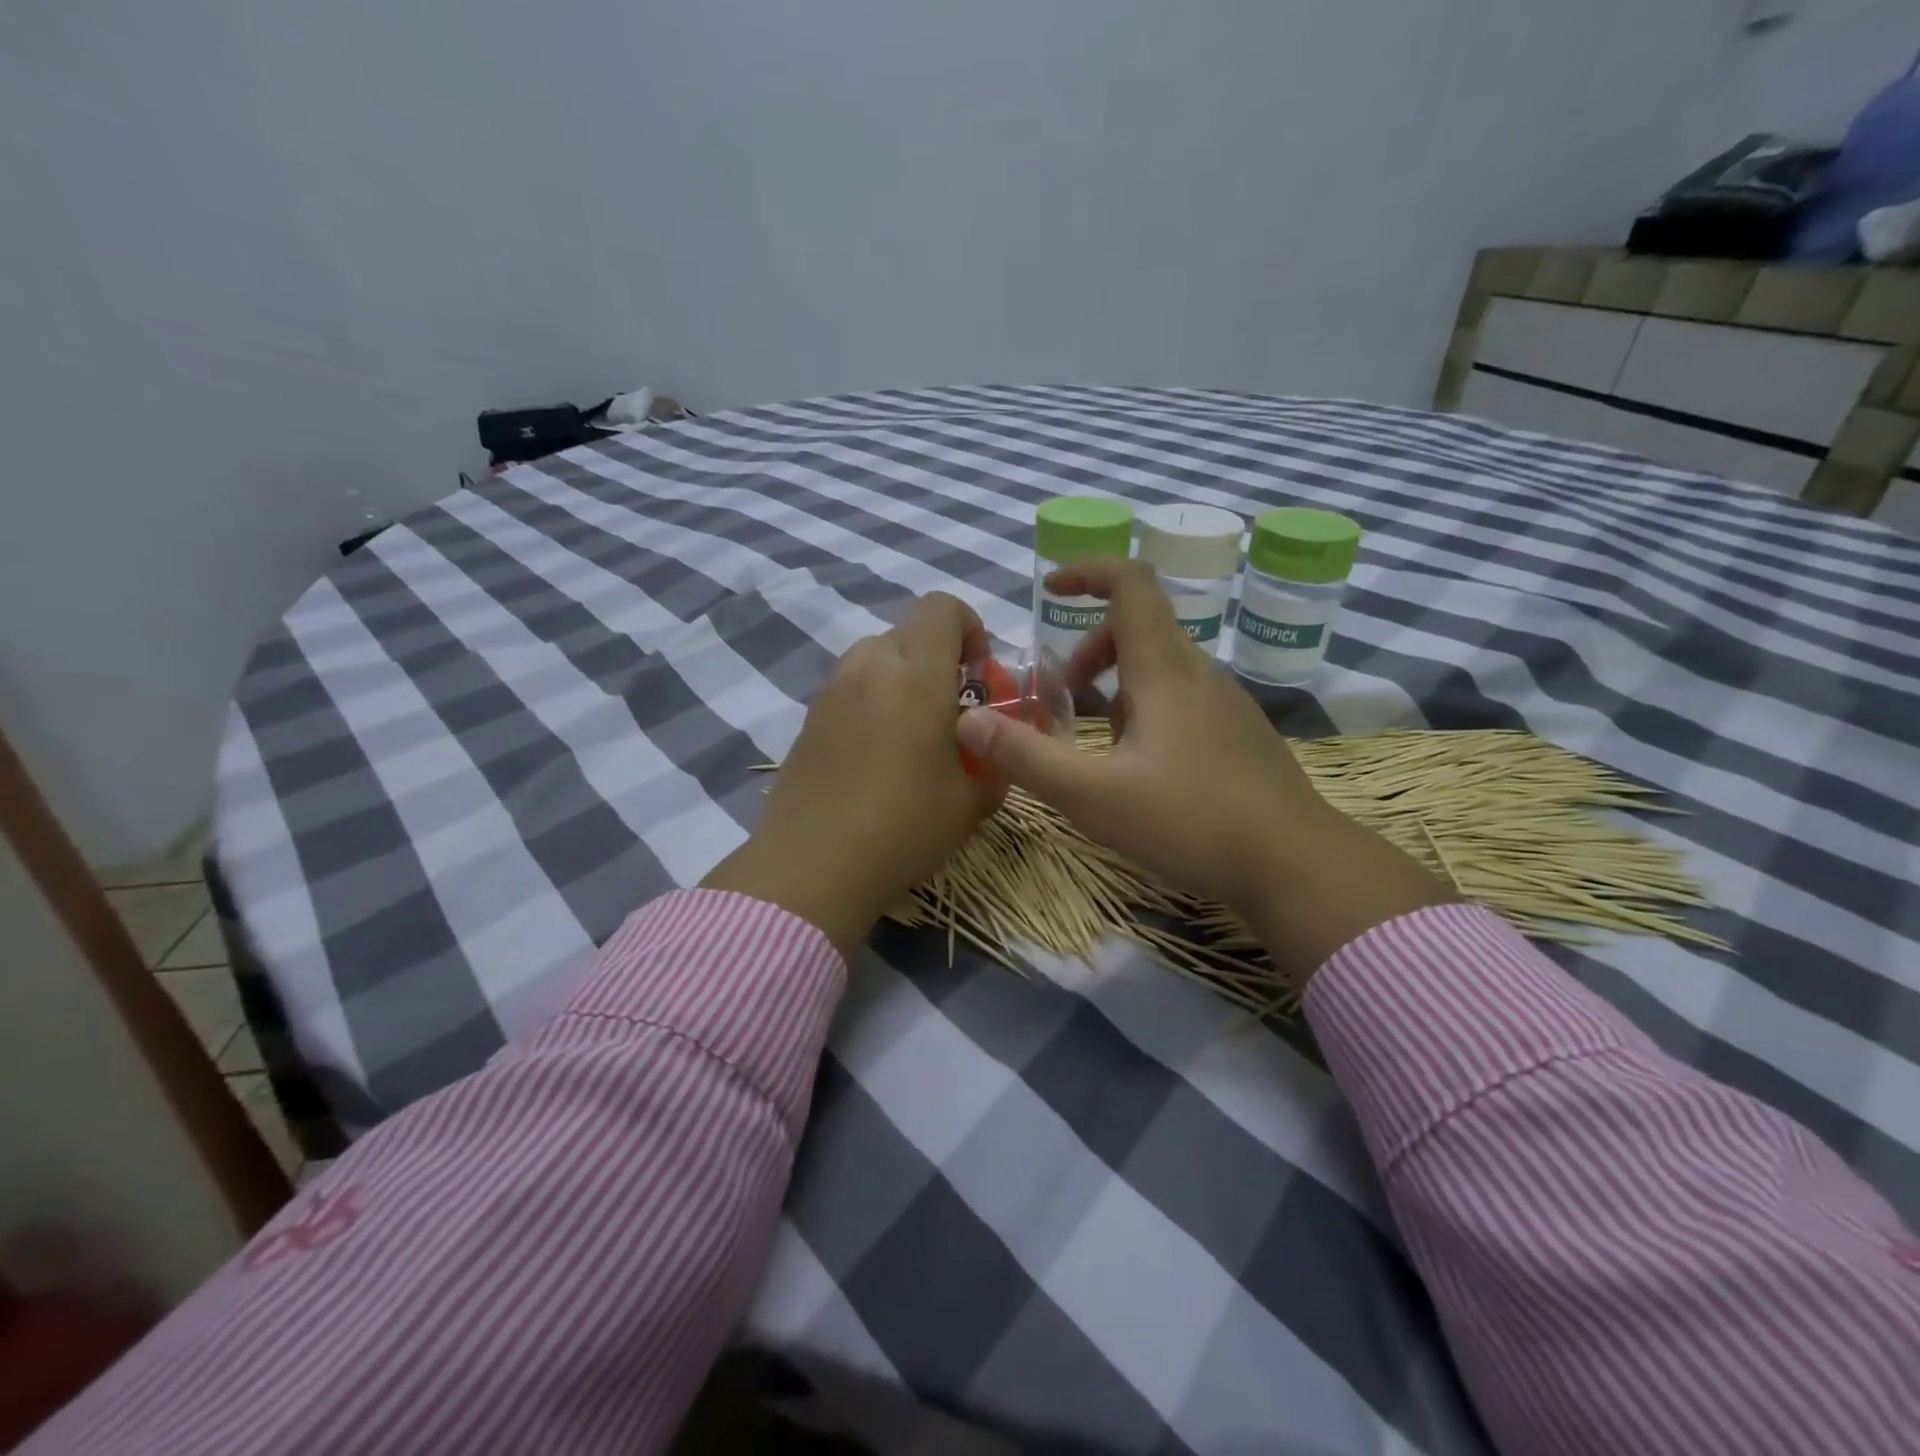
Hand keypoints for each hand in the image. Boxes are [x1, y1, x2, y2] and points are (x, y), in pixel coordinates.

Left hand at [703, 594, 1000, 958]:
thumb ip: (996, 765)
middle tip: (948, 711)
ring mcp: (831, 691)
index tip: (977, 676)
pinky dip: (870, 703)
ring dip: (900, 679)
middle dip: (937, 660)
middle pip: (908, 633)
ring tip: (910, 734)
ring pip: (874, 659)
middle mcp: (868, 667)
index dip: (968, 628)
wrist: (813, 865)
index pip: (941, 607)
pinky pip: (849, 690)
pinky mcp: (806, 719)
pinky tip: (873, 757)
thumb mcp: (972, 802)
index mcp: (916, 674)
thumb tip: (997, 753)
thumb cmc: (904, 826)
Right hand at [954, 560, 1452, 975]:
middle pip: (1140, 629)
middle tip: (1062, 696)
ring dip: (1118, 688)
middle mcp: (1199, 674)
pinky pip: (1184, 701)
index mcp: (1164, 671)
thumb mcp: (1093, 796)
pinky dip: (1148, 713)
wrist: (1295, 863)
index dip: (1087, 573)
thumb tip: (967, 720)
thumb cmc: (1191, 821)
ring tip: (1098, 746)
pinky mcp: (1241, 735)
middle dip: (1090, 651)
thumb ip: (1026, 758)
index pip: (1130, 586)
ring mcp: (1227, 704)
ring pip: (1161, 670)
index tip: (1049, 590)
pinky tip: (1144, 771)